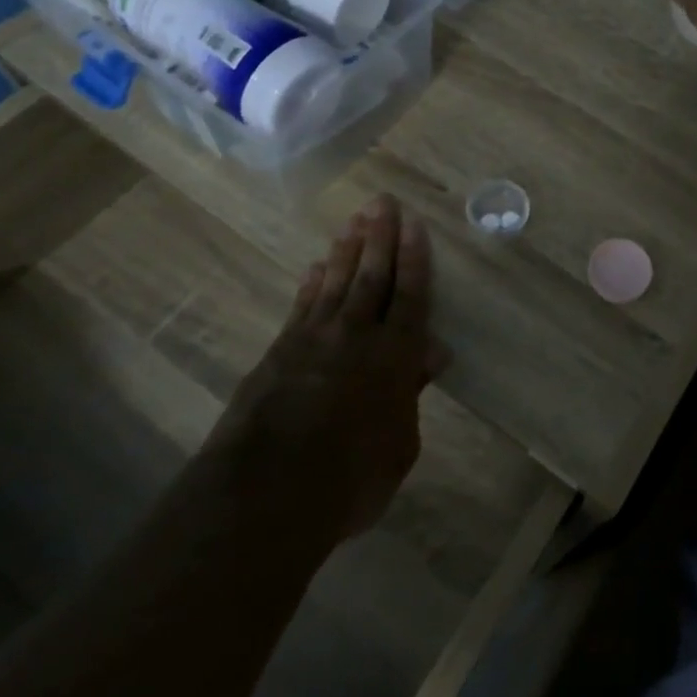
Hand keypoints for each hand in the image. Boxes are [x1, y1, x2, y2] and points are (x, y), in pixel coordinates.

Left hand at [207, 195, 447, 539]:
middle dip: (380, 236)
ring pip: (335, 282)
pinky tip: (315, 266)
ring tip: (354, 221)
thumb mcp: (399, 446)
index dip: (414, 258)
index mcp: (394, 356)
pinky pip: (301, 306)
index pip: (410, 295)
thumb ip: (411, 394)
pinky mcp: (279, 352)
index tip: (414, 224)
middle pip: (371, 275)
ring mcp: (313, 340)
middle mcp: (356, 336)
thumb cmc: (350, 479)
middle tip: (382, 202)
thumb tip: (430, 355)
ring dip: (346, 249)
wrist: (266, 494)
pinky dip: (311, 283)